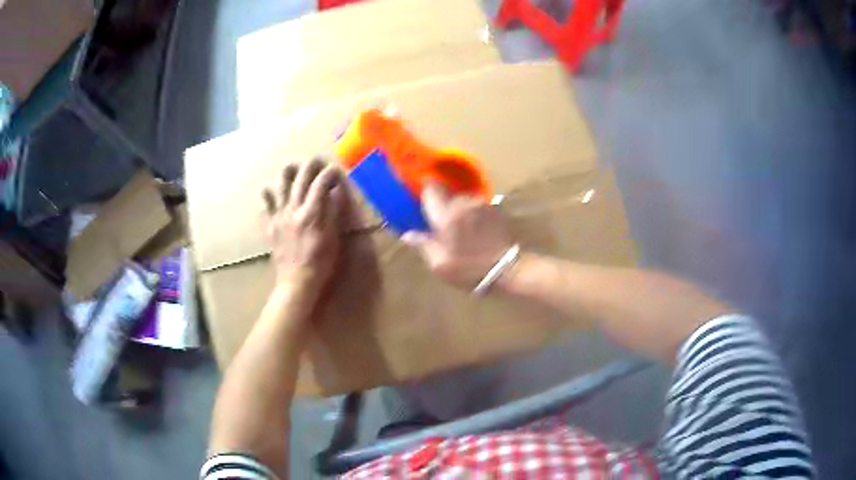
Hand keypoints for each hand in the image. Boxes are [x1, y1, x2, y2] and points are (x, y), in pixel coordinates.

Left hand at [262, 159, 344, 297]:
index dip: (330, 173)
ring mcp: (279, 216)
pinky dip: (268, 195)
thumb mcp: (333, 238)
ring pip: (280, 185)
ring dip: (288, 172)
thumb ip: (333, 212)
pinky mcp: (270, 225)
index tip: (336, 170)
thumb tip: (336, 192)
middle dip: (311, 165)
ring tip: (293, 168)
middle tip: (318, 162)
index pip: (321, 183)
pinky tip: (271, 192)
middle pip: (301, 178)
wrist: (296, 282)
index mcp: (312, 213)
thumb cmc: (320, 263)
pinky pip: (265, 205)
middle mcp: (293, 209)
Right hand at [402, 183, 514, 288]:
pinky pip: (476, 203)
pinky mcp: (495, 207)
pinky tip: (474, 227)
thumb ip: (423, 245)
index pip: (431, 188)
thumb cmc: (470, 269)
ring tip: (459, 226)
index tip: (421, 201)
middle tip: (439, 221)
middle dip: (441, 203)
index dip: (425, 192)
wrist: (508, 269)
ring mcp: (481, 203)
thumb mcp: (440, 264)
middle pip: (446, 192)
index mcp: (447, 215)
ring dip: (457, 207)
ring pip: (462, 197)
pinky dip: (471, 211)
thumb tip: (407, 235)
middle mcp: (463, 202)